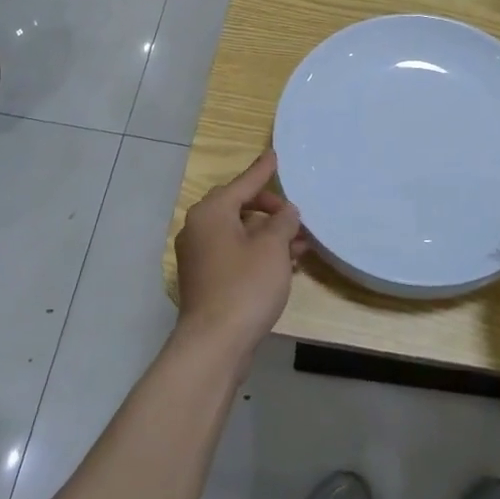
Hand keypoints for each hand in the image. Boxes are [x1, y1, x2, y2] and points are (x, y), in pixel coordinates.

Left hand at [173, 150, 306, 372]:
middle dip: (270, 210)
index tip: (275, 155)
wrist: (215, 343)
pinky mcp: (205, 280)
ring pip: (239, 233)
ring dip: (268, 235)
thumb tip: (286, 211)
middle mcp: (199, 229)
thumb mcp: (272, 248)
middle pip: (239, 207)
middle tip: (295, 217)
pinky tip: (284, 264)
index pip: (243, 183)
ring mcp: (199, 256)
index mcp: (211, 213)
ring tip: (300, 243)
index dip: (263, 171)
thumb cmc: (245, 286)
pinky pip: (234, 254)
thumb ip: (282, 222)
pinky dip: (257, 253)